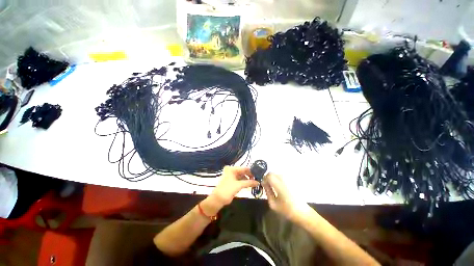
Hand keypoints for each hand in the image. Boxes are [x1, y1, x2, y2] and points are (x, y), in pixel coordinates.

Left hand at [209, 166, 258, 207]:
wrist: (218, 199)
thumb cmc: (228, 189)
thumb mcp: (239, 185)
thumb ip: (249, 182)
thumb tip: (258, 182)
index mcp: (232, 169)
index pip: (244, 168)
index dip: (251, 172)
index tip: (258, 175)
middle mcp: (231, 170)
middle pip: (243, 172)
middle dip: (250, 176)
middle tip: (257, 180)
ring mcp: (231, 176)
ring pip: (241, 176)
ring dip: (247, 180)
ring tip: (254, 183)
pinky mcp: (231, 181)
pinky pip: (239, 180)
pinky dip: (244, 182)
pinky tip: (249, 185)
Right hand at [262, 173, 311, 221]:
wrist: (302, 213)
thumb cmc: (287, 210)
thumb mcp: (273, 204)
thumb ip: (267, 192)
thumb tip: (264, 184)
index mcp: (279, 185)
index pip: (268, 176)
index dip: (264, 179)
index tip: (263, 186)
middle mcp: (284, 179)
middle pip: (272, 173)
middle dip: (267, 178)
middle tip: (267, 186)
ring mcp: (289, 179)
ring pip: (276, 174)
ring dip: (272, 178)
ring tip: (273, 187)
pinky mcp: (292, 180)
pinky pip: (281, 176)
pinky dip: (278, 179)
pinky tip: (279, 187)